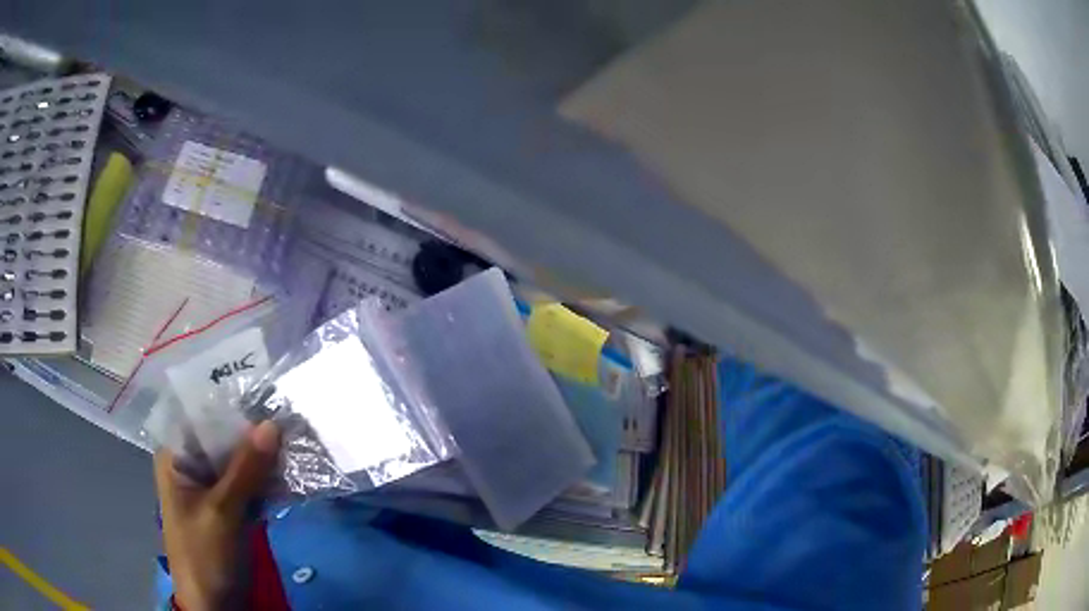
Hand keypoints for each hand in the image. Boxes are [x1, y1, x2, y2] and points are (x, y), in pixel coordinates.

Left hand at [154, 421, 280, 610]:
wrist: (215, 605)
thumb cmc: (204, 555)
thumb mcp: (222, 512)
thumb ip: (245, 470)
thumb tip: (272, 424)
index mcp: (175, 456)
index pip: (200, 415)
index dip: (229, 402)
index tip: (264, 391)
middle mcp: (191, 463)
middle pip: (222, 436)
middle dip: (252, 430)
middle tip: (288, 415)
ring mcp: (212, 485)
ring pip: (239, 459)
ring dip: (264, 454)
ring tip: (295, 438)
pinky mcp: (230, 504)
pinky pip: (249, 481)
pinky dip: (267, 477)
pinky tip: (290, 469)